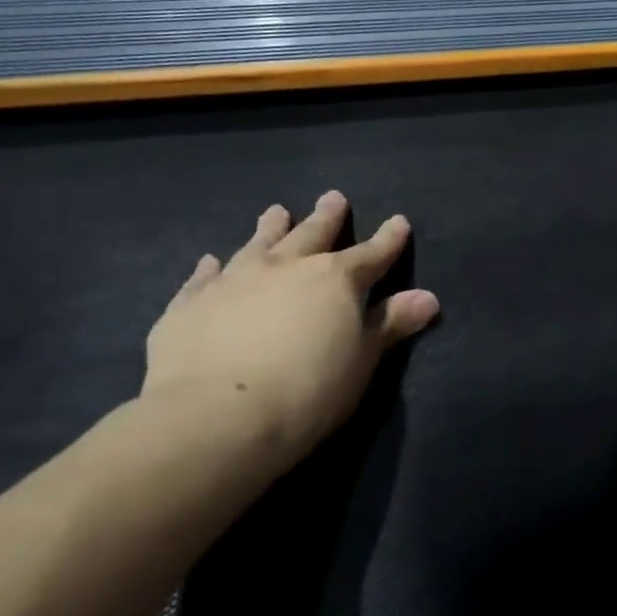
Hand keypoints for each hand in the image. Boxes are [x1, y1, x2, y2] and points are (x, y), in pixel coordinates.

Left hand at [142, 192, 439, 467]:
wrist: (215, 418)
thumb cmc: (307, 391)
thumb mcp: (361, 361)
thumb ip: (390, 325)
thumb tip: (428, 297)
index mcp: (335, 280)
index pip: (371, 254)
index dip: (388, 239)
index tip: (399, 221)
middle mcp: (286, 268)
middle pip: (312, 235)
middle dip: (327, 218)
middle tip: (333, 197)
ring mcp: (234, 282)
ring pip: (258, 245)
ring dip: (270, 229)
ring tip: (276, 211)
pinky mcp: (189, 305)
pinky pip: (203, 278)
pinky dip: (210, 268)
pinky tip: (210, 261)